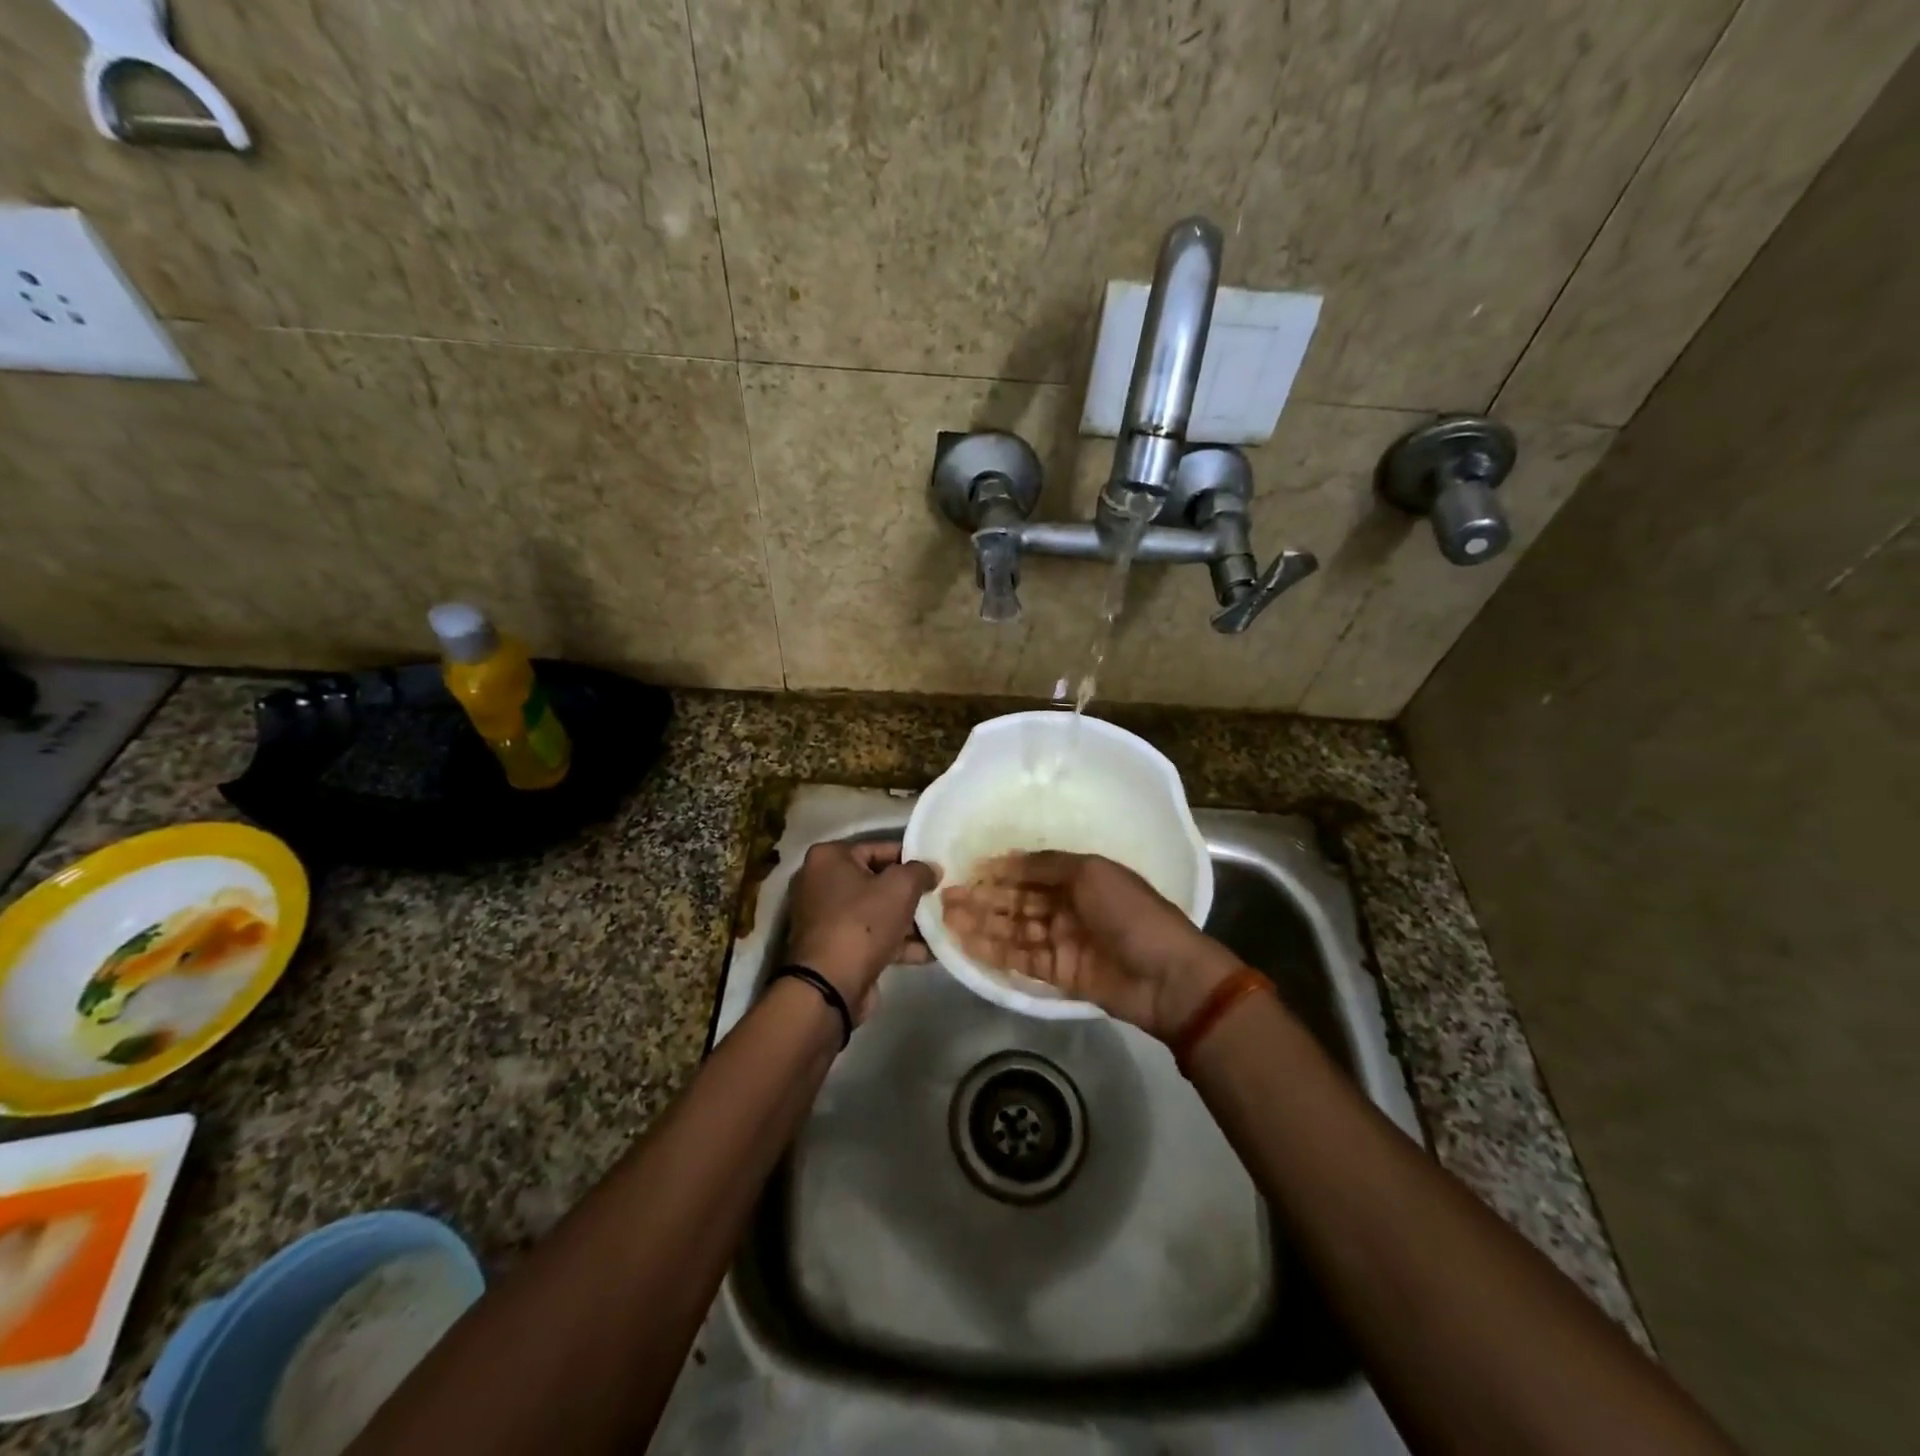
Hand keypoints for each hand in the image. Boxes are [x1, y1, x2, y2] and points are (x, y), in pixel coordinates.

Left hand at [786, 840, 939, 1022]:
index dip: (911, 859)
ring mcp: (827, 918)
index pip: (878, 848)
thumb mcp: (899, 887)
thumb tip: (931, 869)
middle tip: (941, 897)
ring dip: (909, 921)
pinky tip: (930, 952)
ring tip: (942, 925)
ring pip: (877, 912)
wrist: (830, 986)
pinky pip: (873, 937)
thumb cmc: (862, 923)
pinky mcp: (836, 948)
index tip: (936, 870)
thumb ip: (920, 871)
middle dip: (910, 893)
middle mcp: (821, 883)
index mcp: (829, 858)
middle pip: (877, 881)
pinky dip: (898, 943)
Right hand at [939, 851, 1239, 1039]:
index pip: (1031, 872)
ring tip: (946, 917)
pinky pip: (1020, 959)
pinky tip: (966, 944)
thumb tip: (1006, 860)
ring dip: (981, 923)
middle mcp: (1067, 907)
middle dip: (983, 898)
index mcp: (1079, 878)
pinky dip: (993, 952)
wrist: (1167, 976)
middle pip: (1017, 901)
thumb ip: (1046, 865)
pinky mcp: (1058, 974)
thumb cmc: (1131, 913)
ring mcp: (1062, 942)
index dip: (1000, 871)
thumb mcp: (1091, 873)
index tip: (968, 869)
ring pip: (1013, 930)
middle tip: (945, 896)